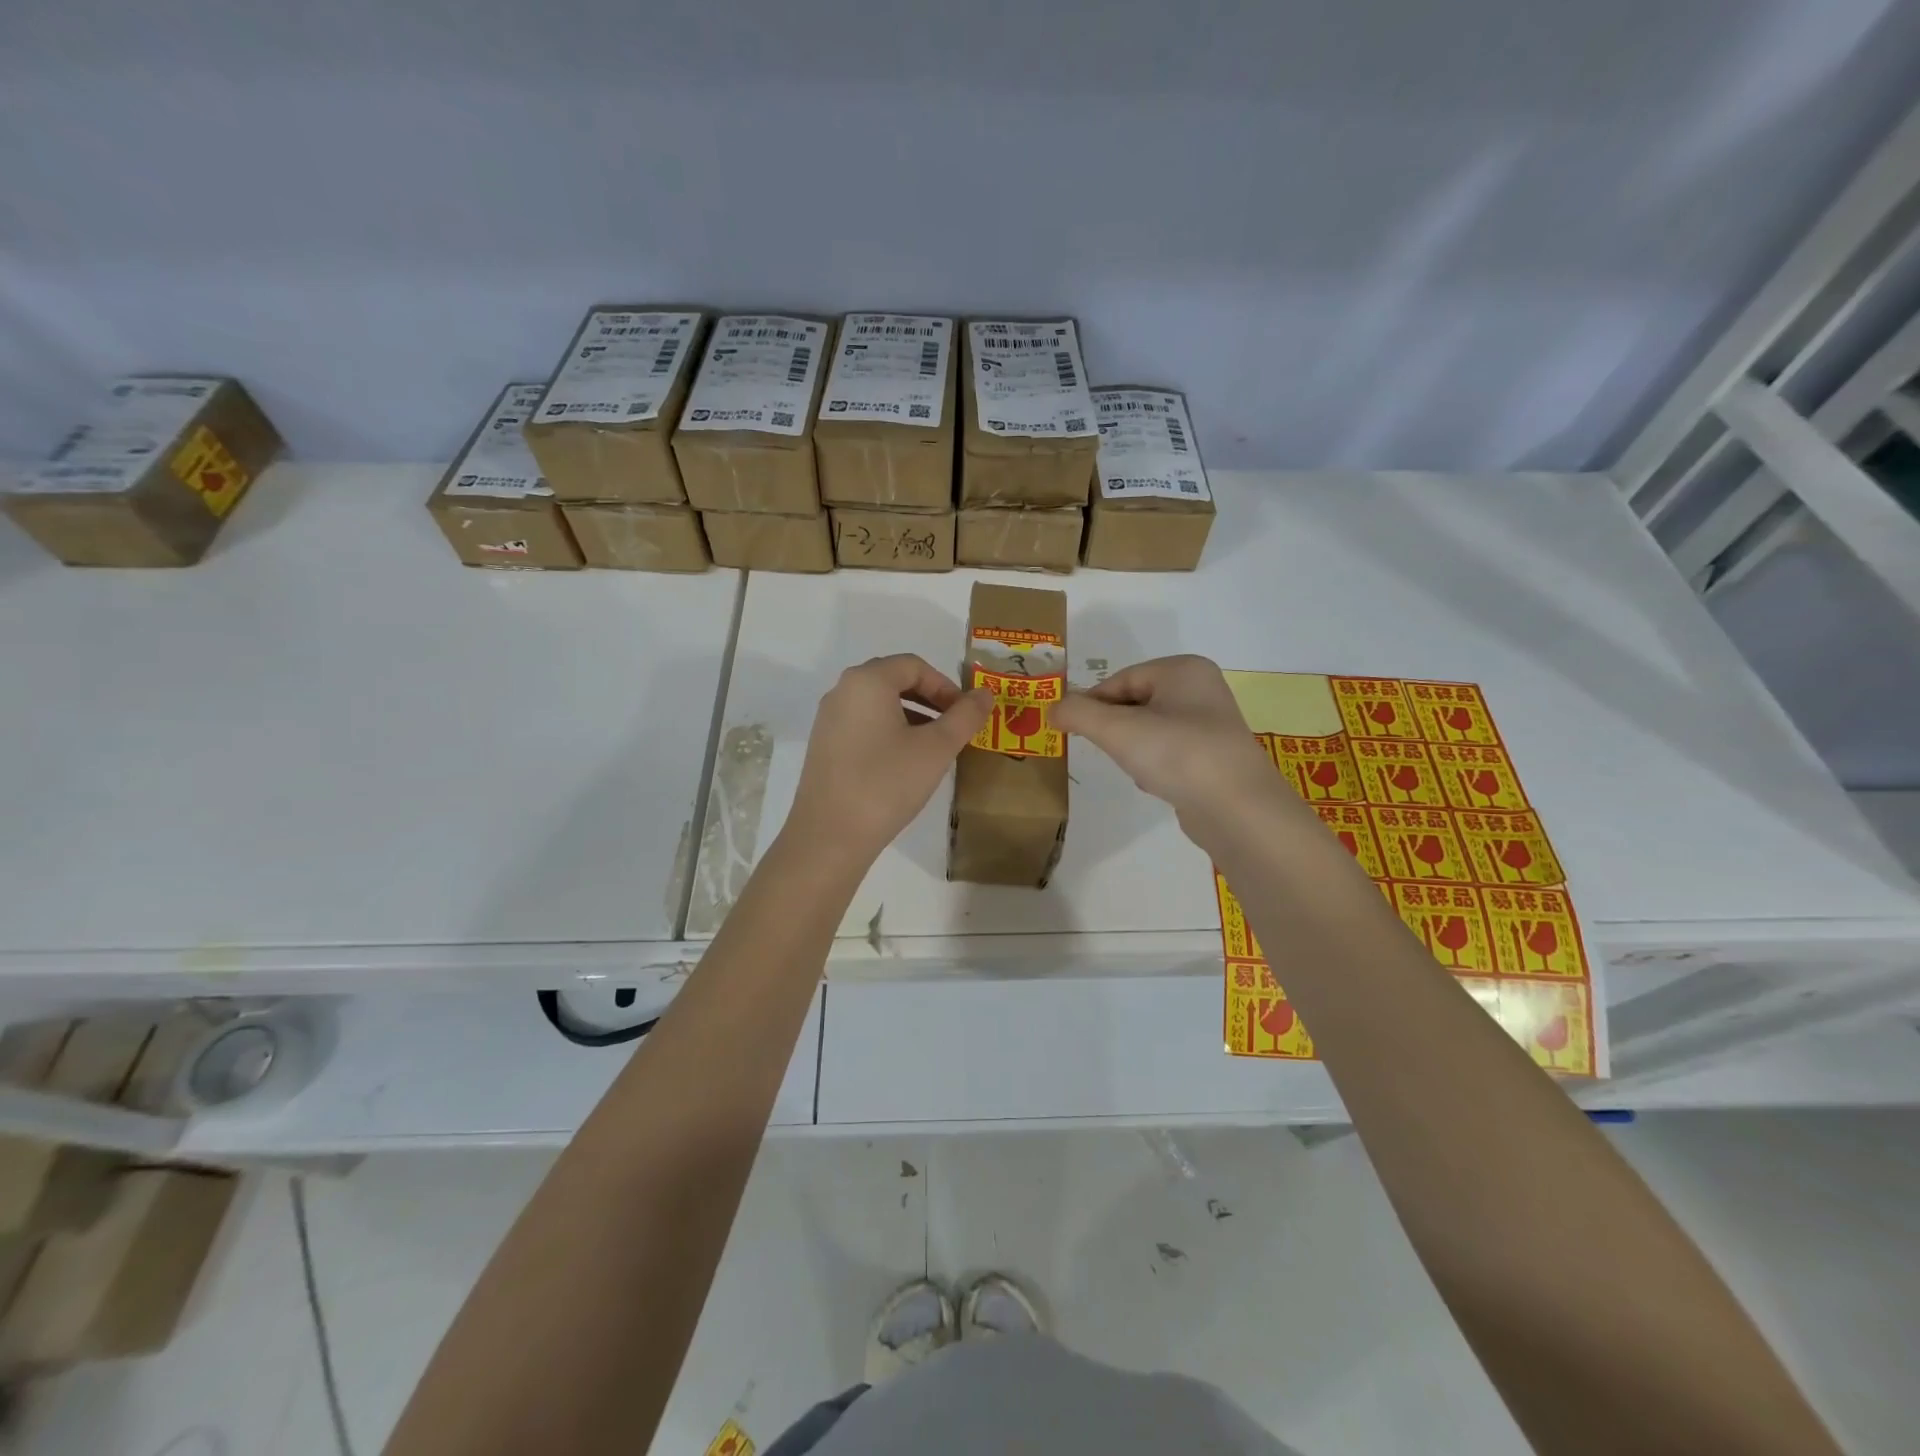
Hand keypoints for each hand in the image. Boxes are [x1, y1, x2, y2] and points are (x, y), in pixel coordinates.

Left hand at [785, 654, 992, 870]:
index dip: (946, 685)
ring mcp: (828, 719)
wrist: (829, 837)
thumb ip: (965, 716)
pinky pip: (863, 725)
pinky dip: (889, 732)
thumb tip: (985, 693)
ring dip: (912, 717)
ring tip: (934, 748)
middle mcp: (842, 691)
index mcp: (867, 681)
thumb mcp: (936, 749)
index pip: (914, 665)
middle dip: (930, 699)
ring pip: (878, 705)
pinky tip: (904, 764)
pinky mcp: (823, 746)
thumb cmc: (887, 784)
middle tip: (954, 728)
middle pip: (894, 680)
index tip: (965, 714)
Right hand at [1052, 655, 1297, 840]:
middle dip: (1115, 728)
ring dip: (1133, 749)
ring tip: (1137, 769)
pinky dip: (1154, 765)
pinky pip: (1169, 752)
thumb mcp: (1118, 730)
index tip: (1073, 729)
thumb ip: (1079, 713)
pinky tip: (1155, 783)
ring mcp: (1211, 724)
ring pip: (1150, 729)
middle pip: (1134, 702)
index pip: (1120, 679)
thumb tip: (1053, 708)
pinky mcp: (1214, 757)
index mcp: (1183, 669)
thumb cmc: (1178, 755)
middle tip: (1107, 750)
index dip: (1092, 703)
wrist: (1237, 809)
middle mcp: (1201, 689)